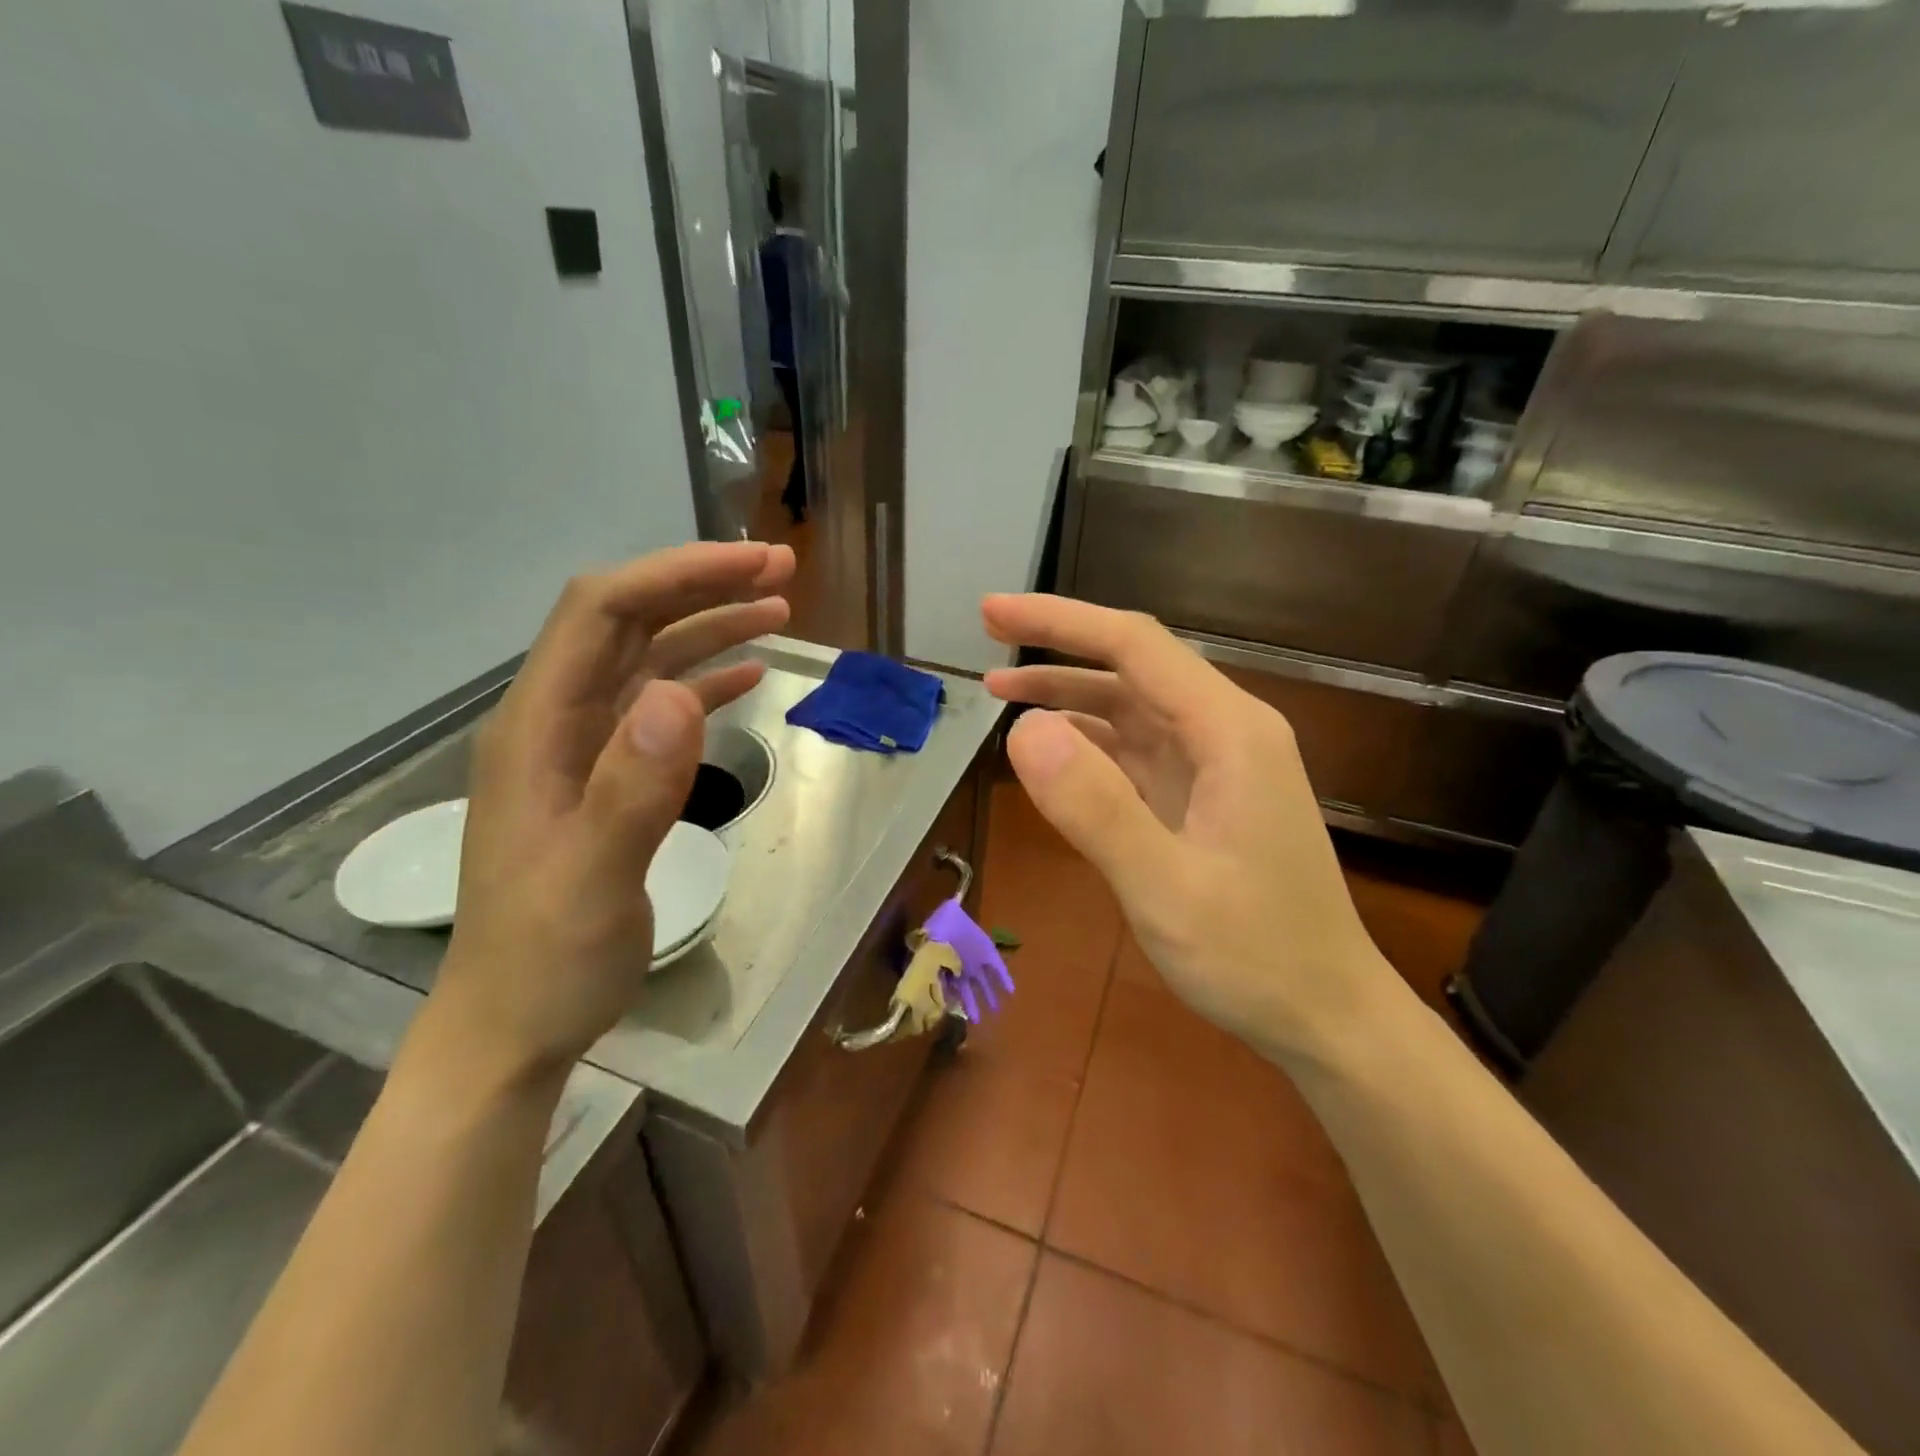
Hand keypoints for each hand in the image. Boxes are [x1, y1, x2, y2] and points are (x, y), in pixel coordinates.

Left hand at [418, 541, 793, 1086]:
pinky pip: (659, 711)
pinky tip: (746, 677)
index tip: (752, 564)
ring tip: (777, 609)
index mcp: (539, 727)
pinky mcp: (609, 780)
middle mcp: (556, 722)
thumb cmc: (547, 958)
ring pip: (648, 662)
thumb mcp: (592, 879)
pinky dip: (705, 683)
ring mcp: (583, 751)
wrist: (513, 1025)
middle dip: (701, 586)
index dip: (675, 575)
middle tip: (779, 571)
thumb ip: (633, 787)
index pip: (602, 613)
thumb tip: (678, 694)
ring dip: (709, 628)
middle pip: (628, 624)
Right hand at [981, 595, 1402, 1065]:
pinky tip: (1051, 755)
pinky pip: (1137, 753)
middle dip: (1059, 649)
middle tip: (987, 641)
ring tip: (1003, 693)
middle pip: (1133, 668)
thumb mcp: (1165, 889)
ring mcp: (1216, 768)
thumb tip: (1025, 730)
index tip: (992, 612)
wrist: (1325, 1015)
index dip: (1060, 621)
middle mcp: (1226, 734)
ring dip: (1069, 697)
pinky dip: (1089, 744)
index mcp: (1229, 733)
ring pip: (1132, 709)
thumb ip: (1095, 808)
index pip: (1135, 646)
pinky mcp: (1204, 799)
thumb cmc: (1255, 956)